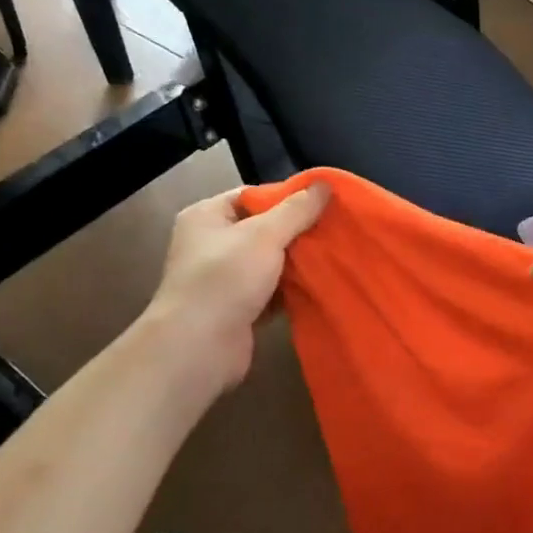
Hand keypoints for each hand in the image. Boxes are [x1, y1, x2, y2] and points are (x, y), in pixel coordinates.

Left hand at [149, 183, 329, 389]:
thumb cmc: (225, 278)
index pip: (252, 196)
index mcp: (207, 217)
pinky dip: (291, 290)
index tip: (322, 202)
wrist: (198, 348)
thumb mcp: (265, 234)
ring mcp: (223, 280)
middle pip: (263, 229)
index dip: (287, 197)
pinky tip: (320, 285)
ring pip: (269, 263)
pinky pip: (271, 292)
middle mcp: (211, 245)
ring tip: (334, 255)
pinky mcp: (237, 310)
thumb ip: (297, 209)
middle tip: (335, 228)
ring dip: (297, 263)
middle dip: (297, 231)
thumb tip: (325, 184)